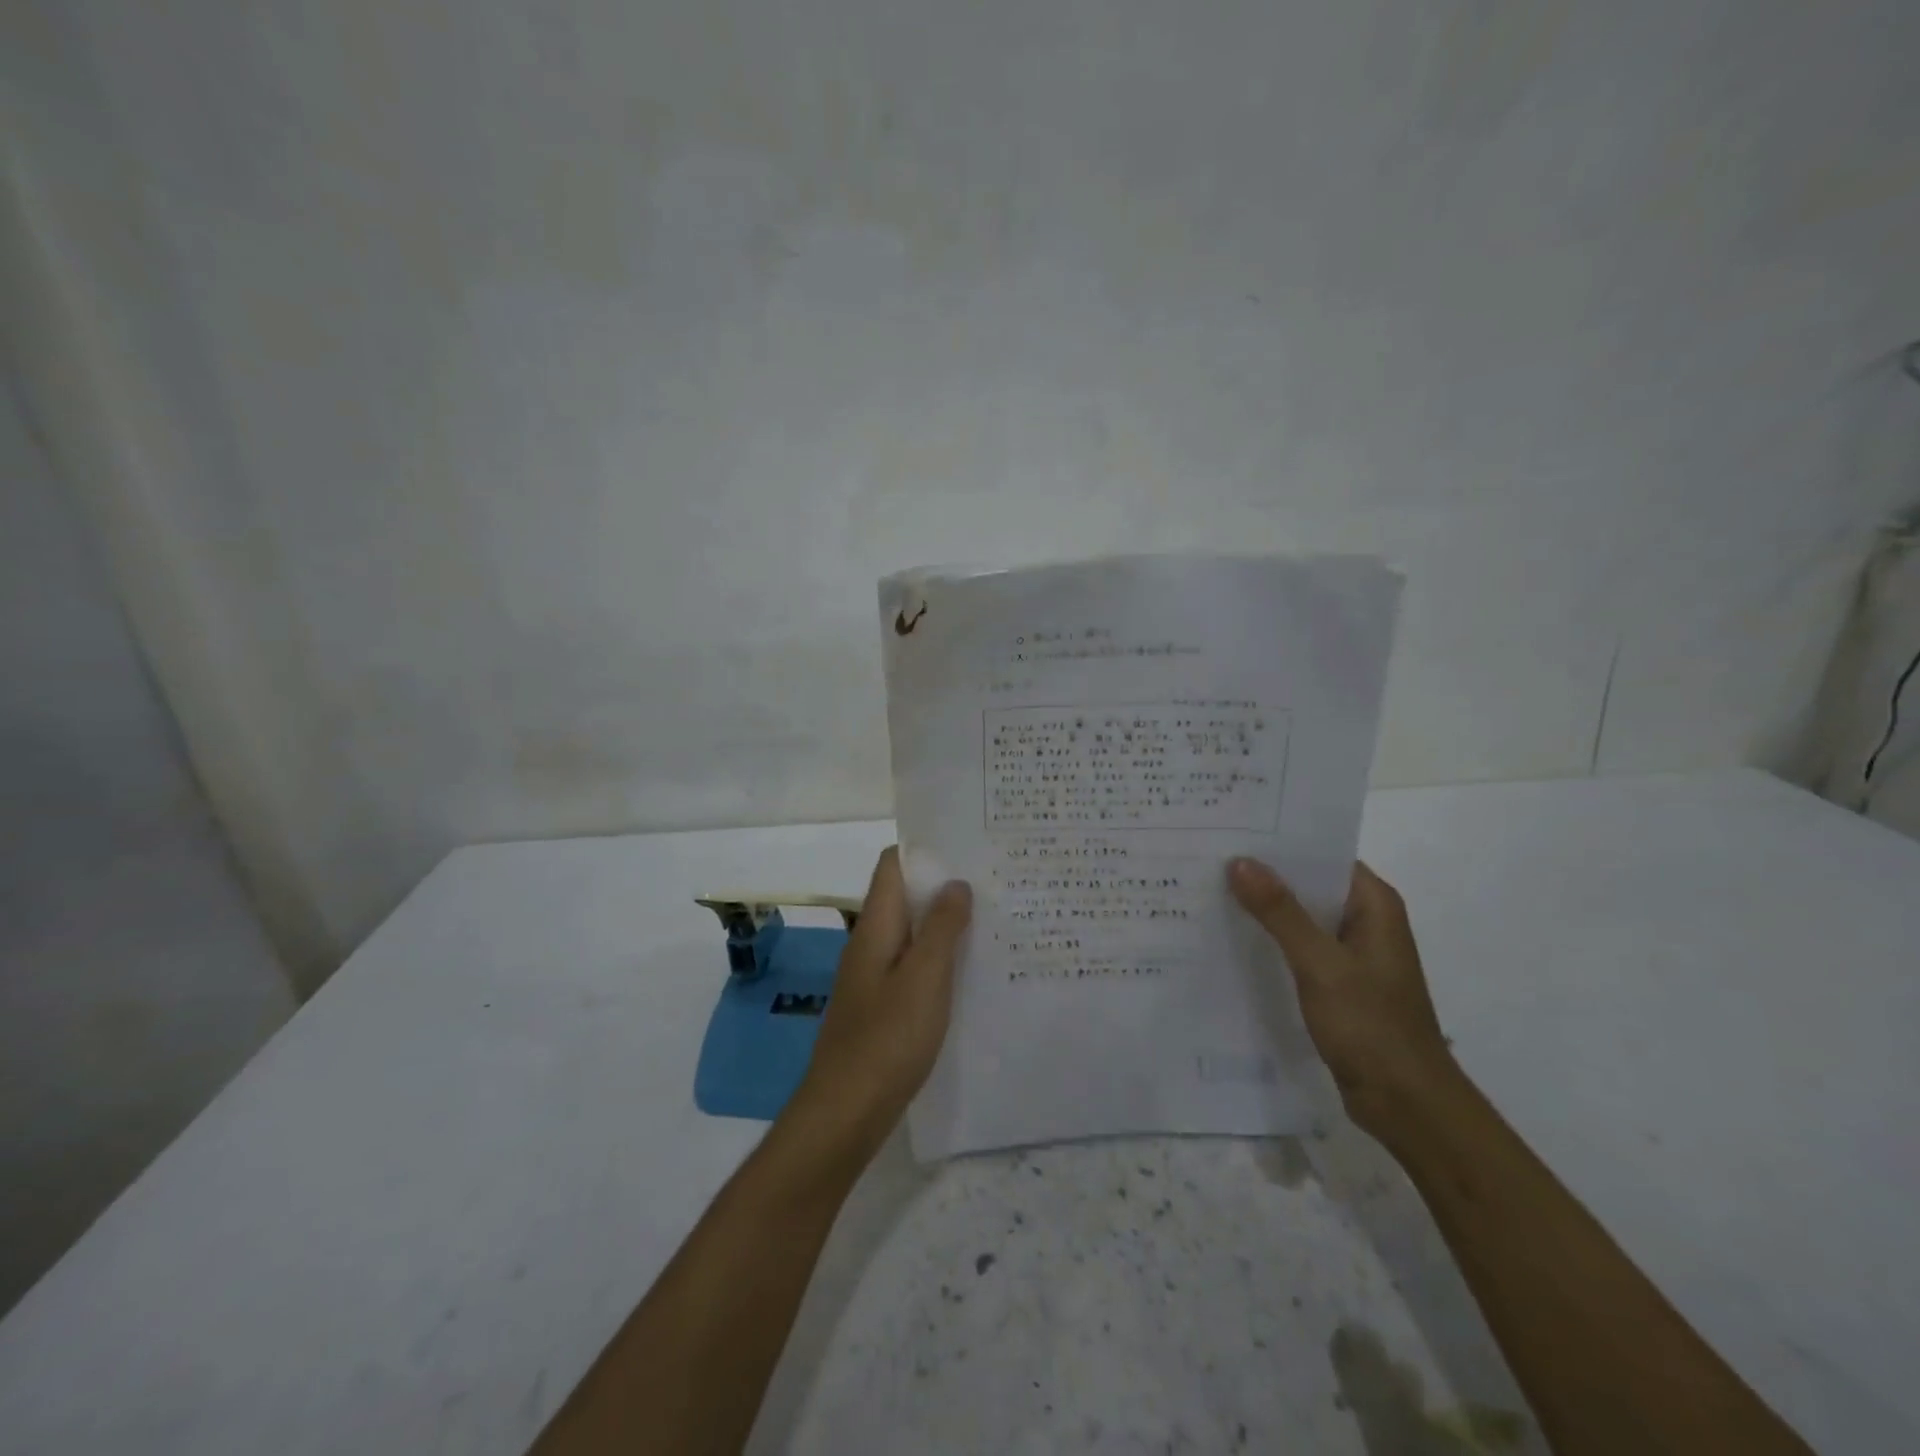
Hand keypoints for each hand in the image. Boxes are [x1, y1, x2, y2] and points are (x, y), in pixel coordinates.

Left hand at [787, 847, 971, 1159]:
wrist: (846, 1112)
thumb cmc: (887, 1038)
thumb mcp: (925, 978)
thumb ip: (942, 928)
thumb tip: (956, 883)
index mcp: (876, 926)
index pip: (892, 866)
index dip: (925, 849)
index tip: (966, 845)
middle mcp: (870, 943)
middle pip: (904, 897)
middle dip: (943, 886)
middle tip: (992, 882)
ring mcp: (873, 976)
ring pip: (911, 933)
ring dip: (943, 923)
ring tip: (990, 919)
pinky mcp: (881, 1006)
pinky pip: (912, 966)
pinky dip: (938, 958)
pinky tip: (969, 970)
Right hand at [1228, 857, 1453, 1136]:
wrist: (1406, 1104)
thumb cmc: (1371, 1025)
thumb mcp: (1320, 964)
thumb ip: (1281, 912)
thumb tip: (1240, 861)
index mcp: (1374, 905)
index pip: (1323, 855)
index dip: (1280, 843)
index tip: (1233, 831)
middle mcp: (1366, 921)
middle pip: (1309, 884)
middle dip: (1264, 874)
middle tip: (1209, 858)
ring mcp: (1352, 954)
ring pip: (1301, 917)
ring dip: (1264, 909)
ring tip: (1210, 890)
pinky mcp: (1338, 982)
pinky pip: (1299, 947)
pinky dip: (1271, 940)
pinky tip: (1232, 938)